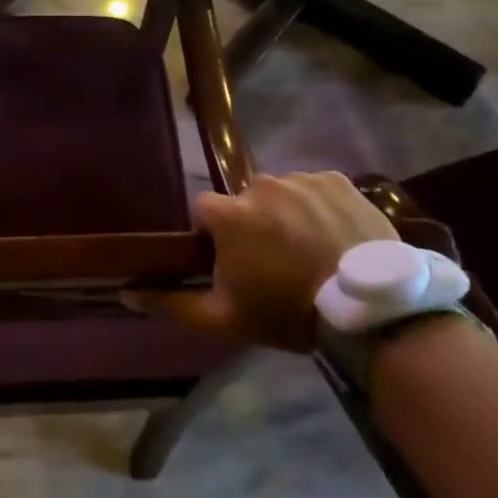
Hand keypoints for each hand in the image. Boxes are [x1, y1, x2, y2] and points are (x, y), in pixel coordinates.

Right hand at [125, 172, 395, 351]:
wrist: (372, 311)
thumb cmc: (289, 312)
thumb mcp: (225, 318)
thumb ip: (172, 303)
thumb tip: (125, 293)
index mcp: (228, 214)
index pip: (204, 210)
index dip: (215, 236)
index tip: (232, 261)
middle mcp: (259, 185)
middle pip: (243, 200)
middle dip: (252, 224)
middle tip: (276, 261)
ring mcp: (301, 179)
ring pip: (280, 193)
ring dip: (285, 214)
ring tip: (310, 249)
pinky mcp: (337, 180)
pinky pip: (314, 187)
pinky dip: (318, 206)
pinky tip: (334, 235)